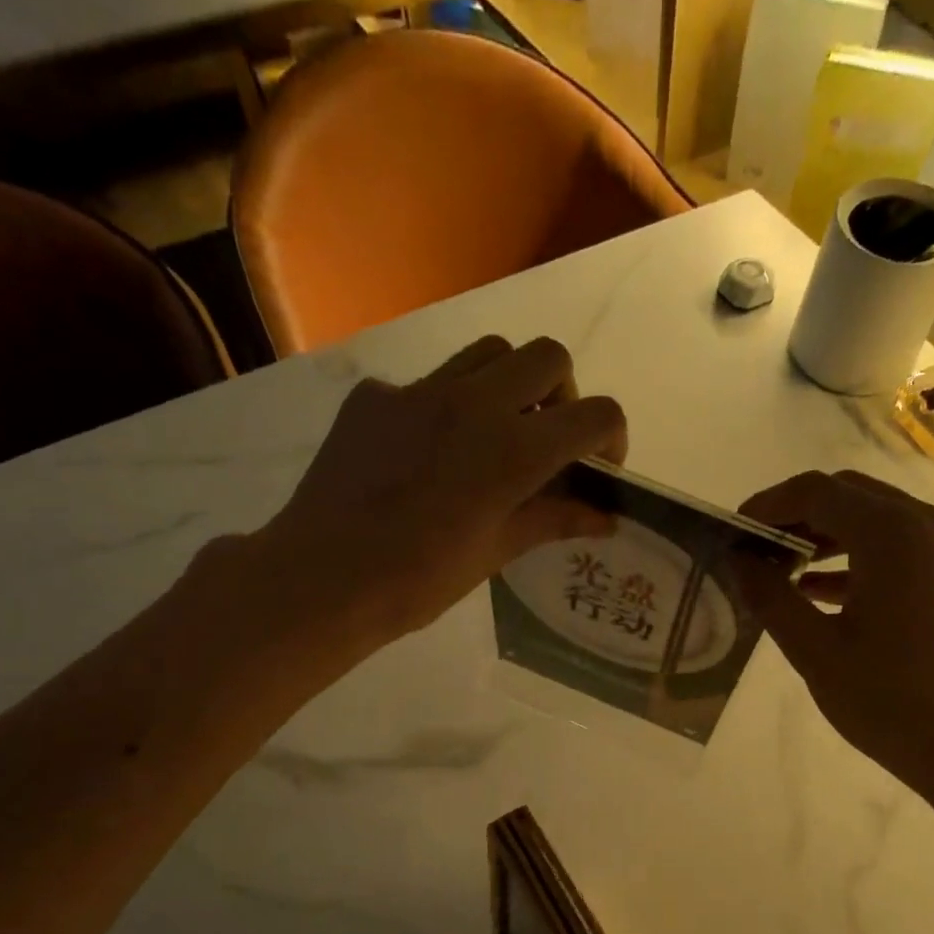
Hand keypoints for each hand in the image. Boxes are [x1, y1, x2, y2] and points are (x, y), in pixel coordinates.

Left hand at [253, 335, 626, 648]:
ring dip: (509, 384)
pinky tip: (426, 453)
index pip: (596, 414)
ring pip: (489, 352)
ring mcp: (419, 391)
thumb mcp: (495, 552)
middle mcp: (475, 403)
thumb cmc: (419, 580)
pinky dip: (447, 405)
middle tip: (545, 441)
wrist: (322, 578)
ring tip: (493, 435)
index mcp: (514, 451)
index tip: (597, 468)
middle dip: (562, 394)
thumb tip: (604, 518)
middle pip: (548, 356)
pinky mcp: (375, 396)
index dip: (611, 437)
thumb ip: (553, 521)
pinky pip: (429, 380)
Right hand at [734, 470, 933, 808]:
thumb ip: (770, 597)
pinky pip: (896, 544)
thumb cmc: (892, 702)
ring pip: (873, 516)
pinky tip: (818, 590)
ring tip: (779, 568)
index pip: (816, 492)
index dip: (768, 505)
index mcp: (893, 535)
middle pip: (847, 494)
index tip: (733, 531)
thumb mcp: (816, 652)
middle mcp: (927, 524)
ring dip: (824, 533)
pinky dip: (854, 555)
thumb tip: (738, 560)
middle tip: (754, 548)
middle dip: (795, 515)